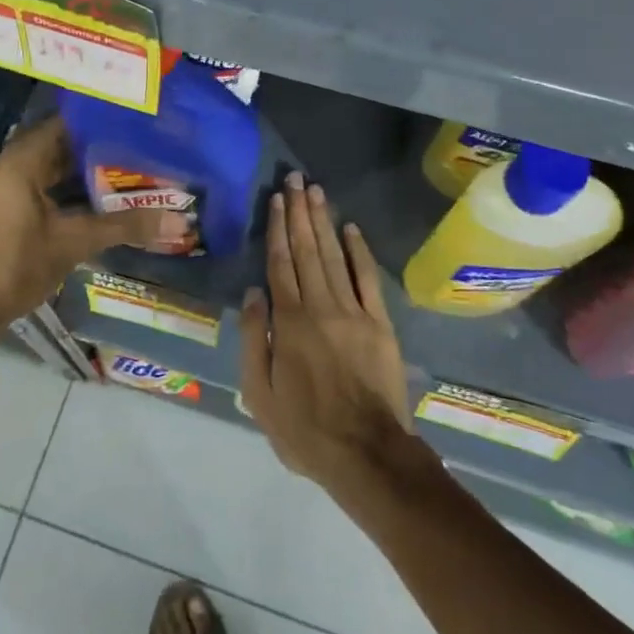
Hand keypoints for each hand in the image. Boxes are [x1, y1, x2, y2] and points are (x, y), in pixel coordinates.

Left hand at [0, 117, 186, 331]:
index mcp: (24, 159)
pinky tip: (106, 198)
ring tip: (136, 168)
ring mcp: (11, 187)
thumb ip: (125, 226)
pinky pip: (50, 186)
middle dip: (103, 147)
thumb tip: (178, 220)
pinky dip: (75, 189)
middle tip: (147, 145)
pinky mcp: (12, 208)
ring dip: (90, 171)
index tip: (140, 120)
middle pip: (65, 144)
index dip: (104, 120)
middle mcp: (15, 164)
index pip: (70, 122)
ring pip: (58, 168)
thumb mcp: (74, 242)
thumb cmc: (14, 264)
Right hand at [239, 173, 414, 492]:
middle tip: (295, 179)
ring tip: (316, 191)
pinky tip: (351, 228)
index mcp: (290, 322)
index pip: (280, 264)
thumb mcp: (259, 394)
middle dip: (300, 212)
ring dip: (324, 222)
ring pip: (334, 256)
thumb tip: (253, 293)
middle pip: (307, 250)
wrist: (367, 454)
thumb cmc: (305, 429)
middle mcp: (320, 306)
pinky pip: (368, 279)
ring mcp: (354, 312)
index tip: (276, 200)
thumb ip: (255, 339)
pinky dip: (359, 251)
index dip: (278, 229)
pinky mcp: (379, 324)